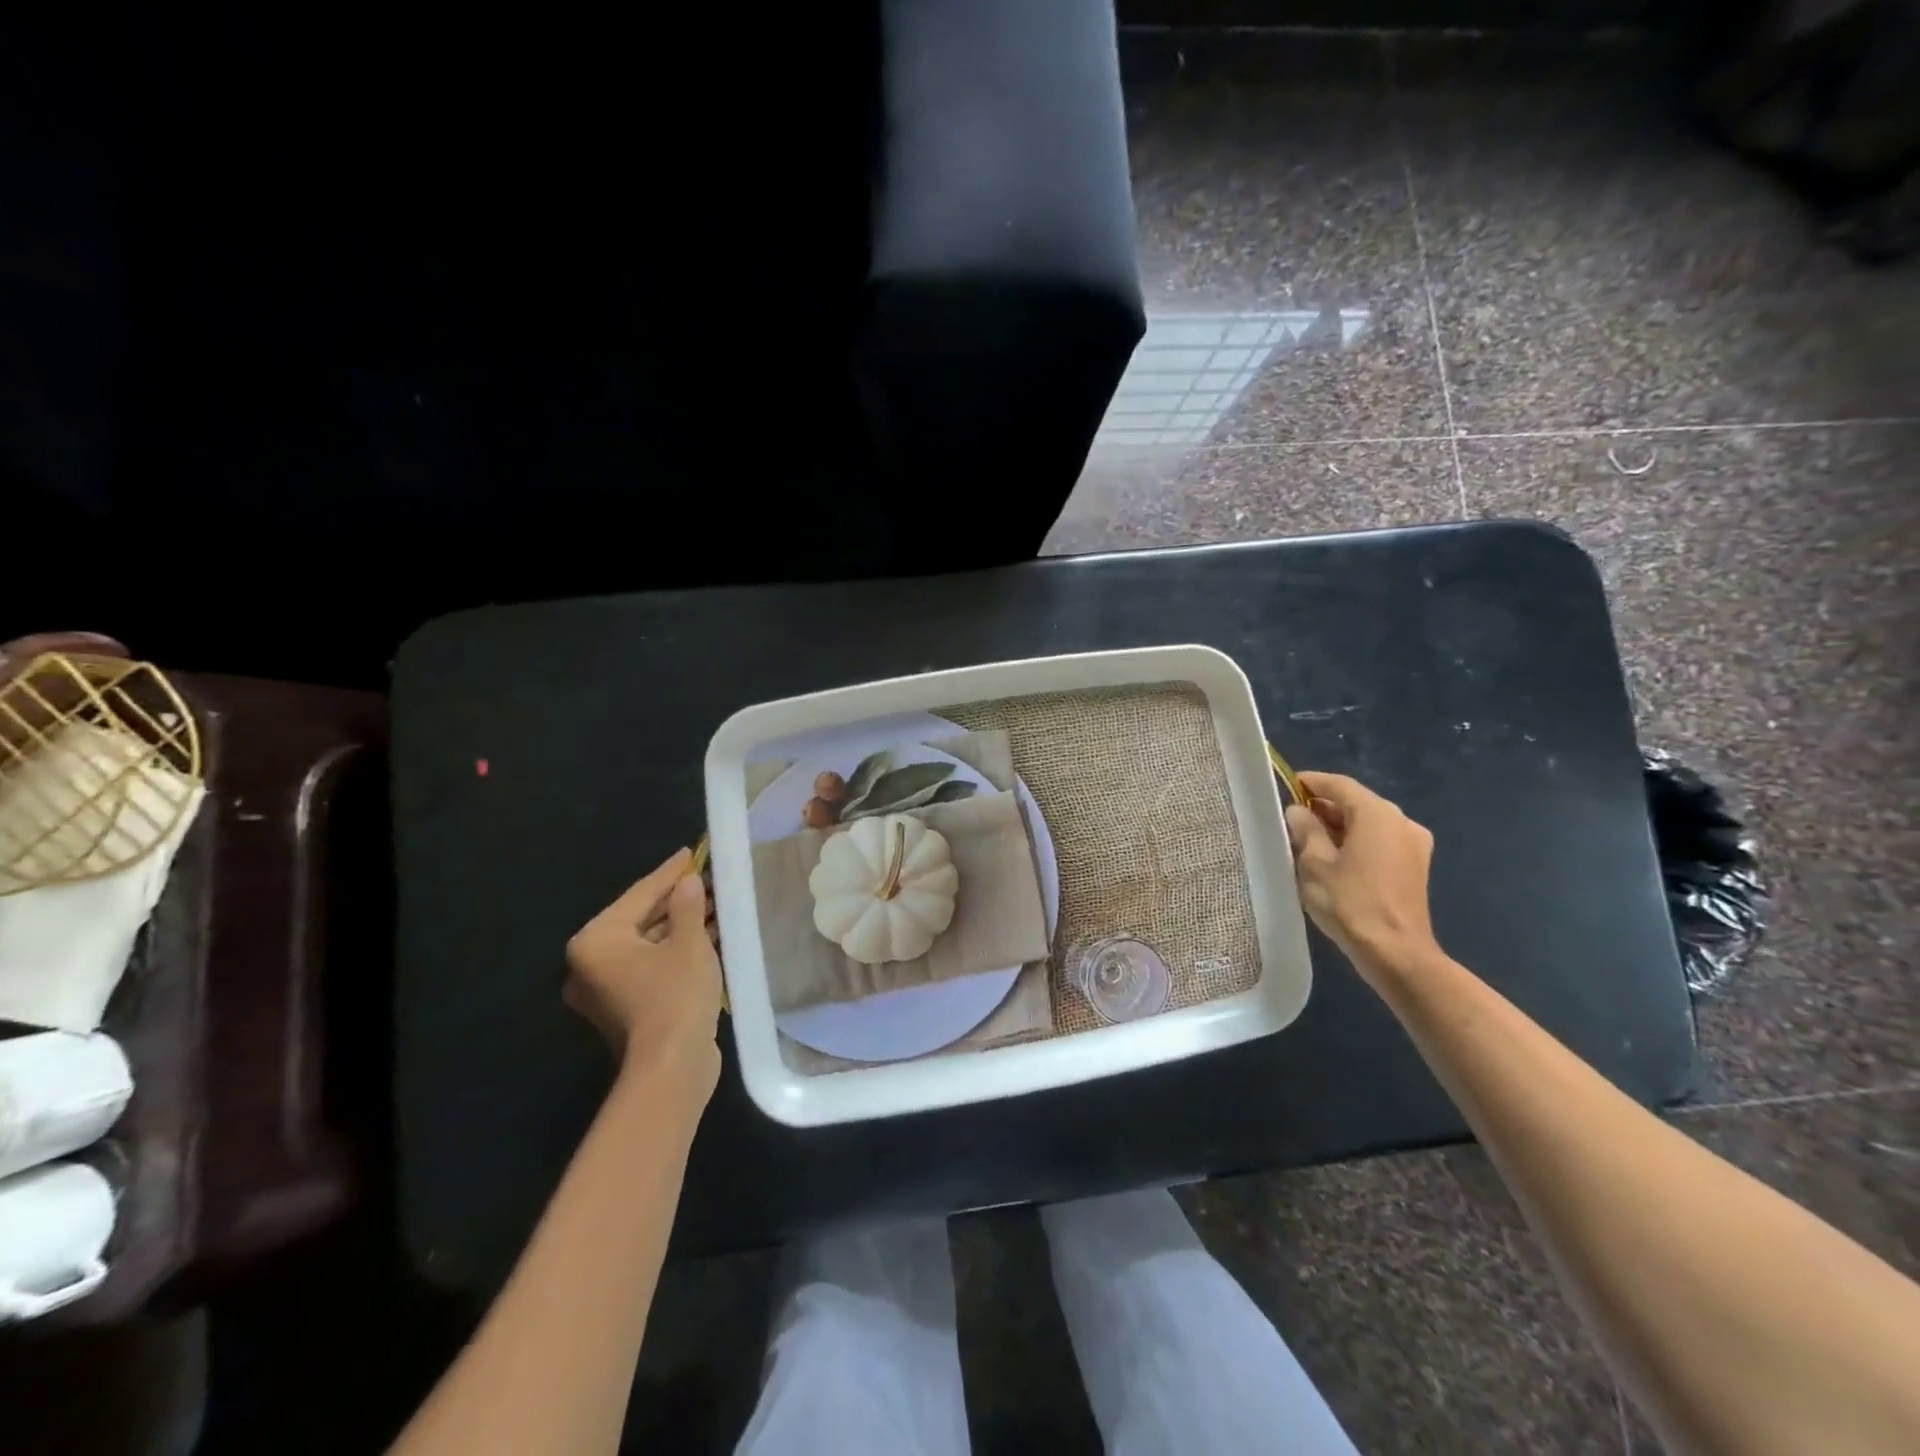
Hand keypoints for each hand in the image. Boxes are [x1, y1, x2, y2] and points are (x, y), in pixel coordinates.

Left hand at [565, 848, 722, 1090]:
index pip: (639, 894)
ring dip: (681, 925)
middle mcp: (591, 963)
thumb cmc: (675, 995)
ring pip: (649, 944)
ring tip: (715, 904)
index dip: (670, 872)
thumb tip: (689, 882)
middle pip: (641, 919)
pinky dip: (676, 950)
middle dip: (678, 900)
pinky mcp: (625, 1008)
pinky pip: (651, 965)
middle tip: (708, 879)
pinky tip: (708, 935)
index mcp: (596, 941)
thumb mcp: (689, 942)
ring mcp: (606, 989)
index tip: (693, 852)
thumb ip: (688, 906)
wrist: (671, 1067)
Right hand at [1284, 772, 1438, 983]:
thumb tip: (1298, 812)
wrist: (1396, 953)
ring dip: (1339, 827)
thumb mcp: (1314, 864)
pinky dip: (1356, 842)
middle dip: (1323, 807)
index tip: (1286, 786)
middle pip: (1356, 803)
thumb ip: (1305, 830)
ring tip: (1306, 840)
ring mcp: (1413, 845)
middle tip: (1291, 818)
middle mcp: (1401, 821)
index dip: (1311, 783)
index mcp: (1377, 814)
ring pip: (1368, 823)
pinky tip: (1333, 859)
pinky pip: (1379, 842)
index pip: (1339, 785)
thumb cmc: (1350, 903)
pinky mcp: (1415, 867)